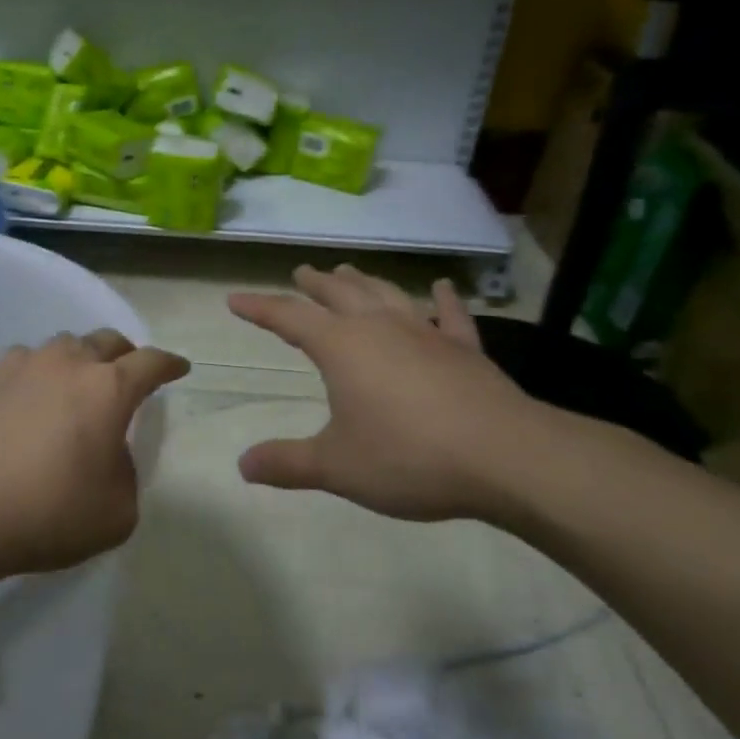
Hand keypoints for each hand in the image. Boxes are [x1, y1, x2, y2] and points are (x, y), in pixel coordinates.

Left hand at [0, 331, 189, 576]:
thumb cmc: (48, 514)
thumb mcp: (117, 512)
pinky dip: (39, 372)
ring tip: (77, 386)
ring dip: (80, 360)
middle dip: (126, 356)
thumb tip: (110, 453)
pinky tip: (31, 396)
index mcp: (109, 389)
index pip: (152, 362)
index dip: (170, 364)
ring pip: (65, 345)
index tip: (179, 369)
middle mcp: (69, 363)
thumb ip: (128, 473)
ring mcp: (24, 365)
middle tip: (128, 378)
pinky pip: (25, 360)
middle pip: (108, 341)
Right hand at [229, 264, 557, 523]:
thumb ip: (288, 463)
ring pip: (387, 295)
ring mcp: (427, 334)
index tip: (235, 299)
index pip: (289, 319)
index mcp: (342, 348)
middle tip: (301, 272)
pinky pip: (450, 316)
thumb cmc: (408, 458)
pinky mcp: (466, 350)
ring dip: (364, 282)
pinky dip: (443, 300)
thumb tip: (243, 465)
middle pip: (340, 294)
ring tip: (349, 271)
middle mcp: (380, 328)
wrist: (504, 457)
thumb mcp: (337, 467)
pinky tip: (440, 288)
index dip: (259, 308)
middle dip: (315, 284)